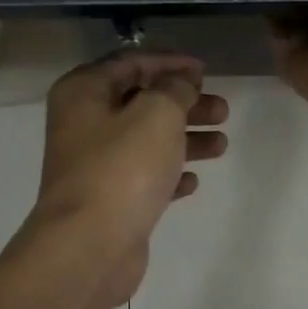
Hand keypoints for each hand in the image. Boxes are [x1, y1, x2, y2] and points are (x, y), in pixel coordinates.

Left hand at [31, 51, 228, 306]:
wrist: (89, 247)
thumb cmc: (122, 167)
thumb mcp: (157, 113)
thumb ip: (175, 88)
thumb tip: (181, 81)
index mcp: (85, 92)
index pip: (131, 62)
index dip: (170, 62)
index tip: (205, 70)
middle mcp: (84, 123)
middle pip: (142, 102)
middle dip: (185, 103)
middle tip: (223, 110)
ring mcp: (95, 164)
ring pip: (147, 140)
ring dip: (185, 138)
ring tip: (222, 144)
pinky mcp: (108, 199)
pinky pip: (143, 176)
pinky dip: (169, 174)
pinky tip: (192, 182)